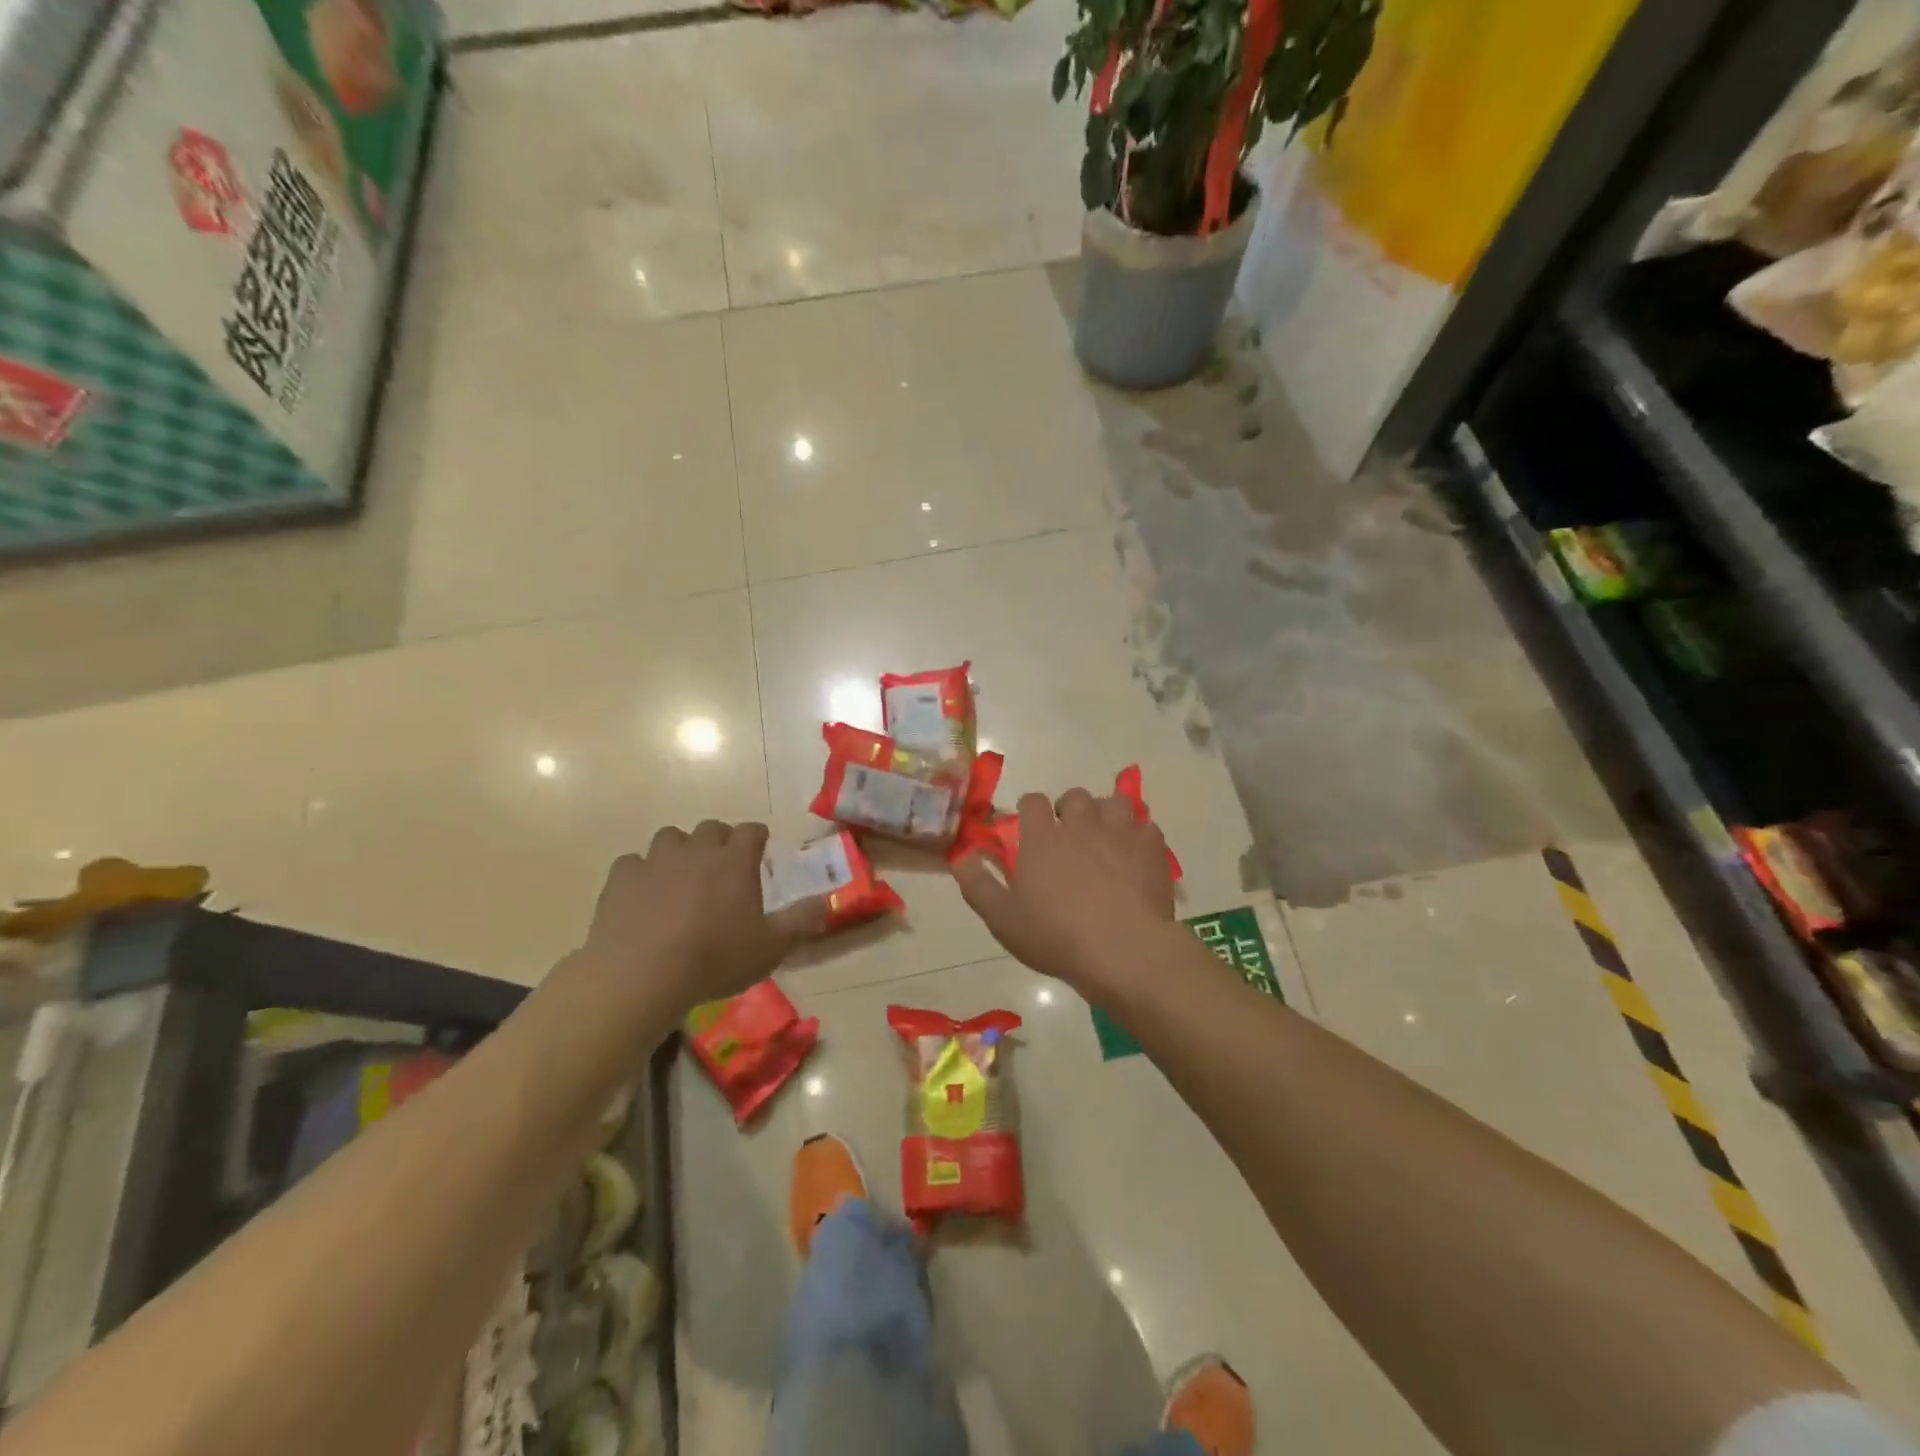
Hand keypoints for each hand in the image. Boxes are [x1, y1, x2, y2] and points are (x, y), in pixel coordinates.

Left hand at [575, 821, 823, 1018]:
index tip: (760, 850)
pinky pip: (633, 863)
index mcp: (735, 860)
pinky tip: (643, 895)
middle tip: (722, 867)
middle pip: (711, 828)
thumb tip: (827, 902)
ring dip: (679, 851)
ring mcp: (655, 860)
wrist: (641, 975)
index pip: (751, 830)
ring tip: (681, 876)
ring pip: (670, 838)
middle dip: (719, 841)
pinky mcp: (621, 878)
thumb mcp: (770, 947)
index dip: (757, 837)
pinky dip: (641, 873)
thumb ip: (801, 921)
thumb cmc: (714, 959)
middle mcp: (697, 850)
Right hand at [953, 788, 1175, 991]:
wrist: (1123, 950)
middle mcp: (1080, 823)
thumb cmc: (1056, 936)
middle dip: (1070, 810)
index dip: (1030, 810)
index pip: (1032, 801)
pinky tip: (1135, 854)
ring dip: (1106, 815)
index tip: (1030, 829)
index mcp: (1042, 837)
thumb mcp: (1002, 919)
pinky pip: (1146, 824)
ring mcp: (1119, 831)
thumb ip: (977, 884)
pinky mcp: (1151, 846)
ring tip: (1105, 838)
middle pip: (1074, 796)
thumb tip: (960, 855)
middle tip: (1070, 837)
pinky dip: (1138, 834)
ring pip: (1113, 802)